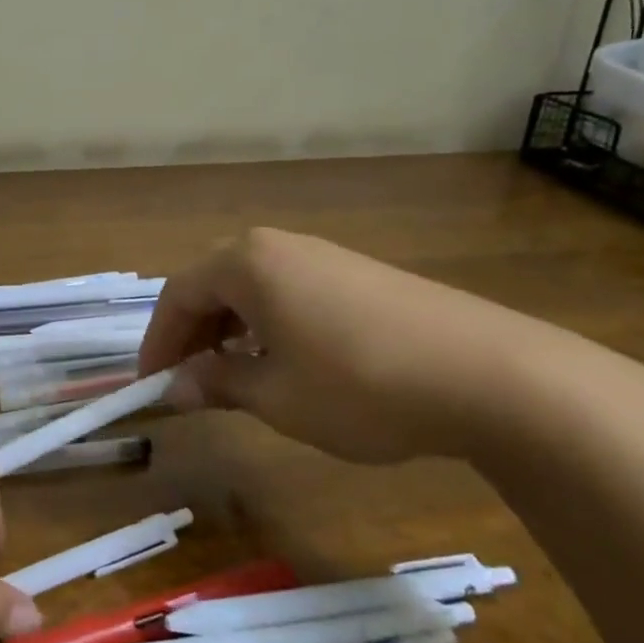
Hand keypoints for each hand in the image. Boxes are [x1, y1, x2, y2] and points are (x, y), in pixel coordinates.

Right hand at [138, 228, 596, 463]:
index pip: (178, 295)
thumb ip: (217, 383)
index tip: (151, 384)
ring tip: (235, 375)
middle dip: (193, 334)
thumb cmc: (360, 384)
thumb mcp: (276, 396)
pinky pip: (290, 292)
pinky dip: (270, 324)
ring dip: (231, 330)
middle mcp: (278, 246)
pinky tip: (289, 362)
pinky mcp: (359, 273)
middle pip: (213, 285)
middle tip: (188, 381)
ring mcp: (324, 255)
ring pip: (253, 288)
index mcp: (246, 263)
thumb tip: (177, 387)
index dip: (158, 342)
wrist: (492, 375)